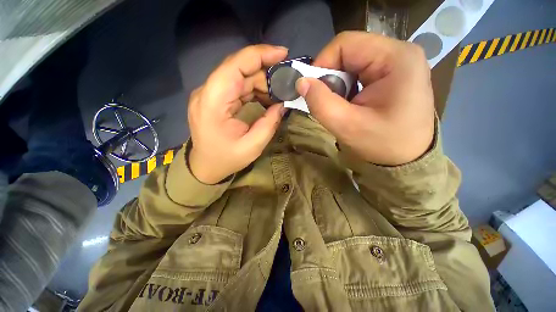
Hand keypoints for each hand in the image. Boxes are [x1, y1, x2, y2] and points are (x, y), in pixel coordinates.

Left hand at [188, 45, 287, 183]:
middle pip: (239, 68)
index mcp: (213, 102)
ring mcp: (210, 94)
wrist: (205, 166)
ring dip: (261, 82)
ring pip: (239, 76)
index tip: (283, 54)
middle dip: (265, 72)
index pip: (235, 65)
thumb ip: (269, 123)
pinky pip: (237, 86)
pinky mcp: (215, 99)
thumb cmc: (226, 159)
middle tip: (286, 83)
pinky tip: (266, 97)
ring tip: (279, 93)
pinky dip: (254, 89)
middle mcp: (208, 92)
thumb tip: (282, 103)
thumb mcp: (253, 146)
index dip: (260, 55)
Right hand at [296, 31, 434, 165]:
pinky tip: (348, 103)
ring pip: (351, 62)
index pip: (345, 44)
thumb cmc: (383, 144)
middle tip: (326, 101)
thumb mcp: (347, 126)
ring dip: (337, 83)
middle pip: (349, 52)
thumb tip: (300, 82)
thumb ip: (321, 103)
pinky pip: (359, 72)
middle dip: (330, 77)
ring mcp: (397, 62)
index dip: (321, 64)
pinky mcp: (393, 73)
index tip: (312, 90)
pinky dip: (346, 87)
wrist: (409, 159)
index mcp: (396, 58)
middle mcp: (399, 52)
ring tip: (339, 105)